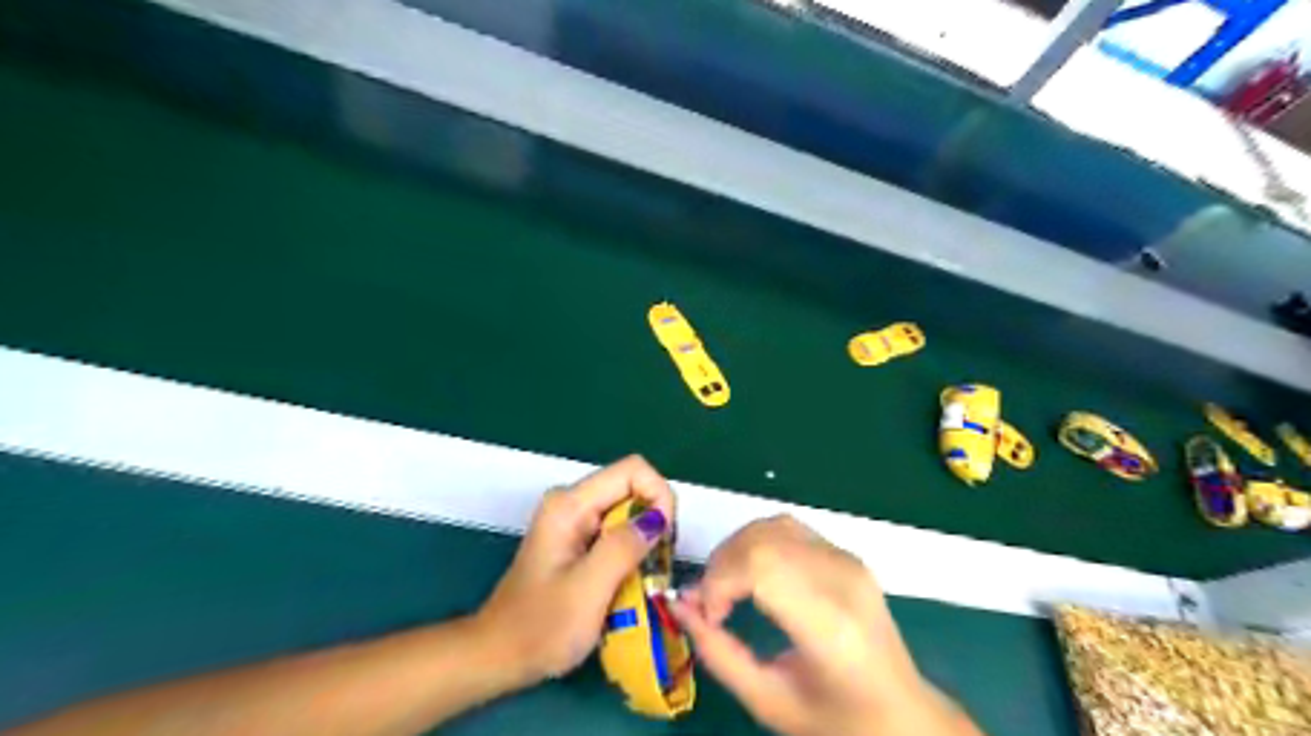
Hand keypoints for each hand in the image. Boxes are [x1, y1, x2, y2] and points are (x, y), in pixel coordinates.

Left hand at [474, 454, 675, 685]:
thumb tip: (659, 517)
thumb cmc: (540, 628)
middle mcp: (573, 503)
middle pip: (633, 488)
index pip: (633, 470)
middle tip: (659, 566)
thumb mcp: (588, 590)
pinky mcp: (578, 541)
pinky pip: (619, 532)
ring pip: (629, 512)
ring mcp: (574, 522)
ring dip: (646, 541)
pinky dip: (633, 553)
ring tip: (648, 578)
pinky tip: (631, 583)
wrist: (498, 658)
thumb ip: (624, 548)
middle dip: (655, 521)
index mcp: (571, 504)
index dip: (659, 496)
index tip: (666, 538)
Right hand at [669, 516, 977, 735]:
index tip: (708, 615)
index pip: (761, 567)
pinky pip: (790, 529)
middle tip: (712, 605)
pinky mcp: (848, 555)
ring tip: (728, 588)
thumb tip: (678, 605)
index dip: (719, 581)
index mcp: (829, 625)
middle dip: (721, 565)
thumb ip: (717, 653)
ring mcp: (848, 561)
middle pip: (763, 539)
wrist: (902, 715)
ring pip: (773, 526)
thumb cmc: (836, 721)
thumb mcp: (768, 702)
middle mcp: (842, 580)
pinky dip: (758, 543)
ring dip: (737, 549)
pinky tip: (753, 575)